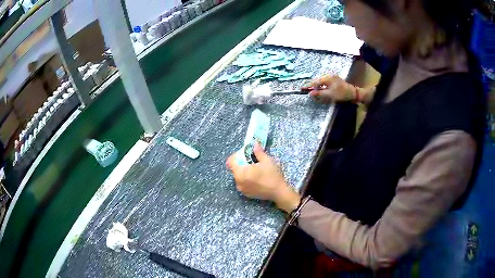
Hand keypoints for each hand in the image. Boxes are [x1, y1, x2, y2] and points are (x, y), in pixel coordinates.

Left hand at [226, 144, 299, 212]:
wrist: (278, 192)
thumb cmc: (272, 175)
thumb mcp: (266, 160)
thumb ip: (258, 152)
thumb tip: (255, 144)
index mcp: (240, 173)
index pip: (230, 162)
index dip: (235, 156)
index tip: (244, 154)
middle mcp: (238, 182)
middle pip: (234, 169)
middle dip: (241, 164)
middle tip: (251, 161)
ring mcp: (241, 189)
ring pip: (238, 177)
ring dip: (244, 172)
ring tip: (254, 170)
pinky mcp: (246, 194)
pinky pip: (242, 184)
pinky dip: (246, 180)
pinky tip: (256, 178)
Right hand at [308, 75, 355, 102]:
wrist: (353, 93)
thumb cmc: (342, 94)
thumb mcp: (330, 95)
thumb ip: (319, 94)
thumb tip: (310, 94)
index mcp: (327, 78)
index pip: (314, 82)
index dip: (308, 86)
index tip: (301, 89)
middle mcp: (328, 75)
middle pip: (317, 81)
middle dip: (312, 86)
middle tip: (308, 92)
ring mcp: (331, 77)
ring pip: (320, 81)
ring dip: (317, 87)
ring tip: (315, 92)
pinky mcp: (334, 79)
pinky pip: (324, 82)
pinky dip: (321, 86)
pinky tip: (322, 90)